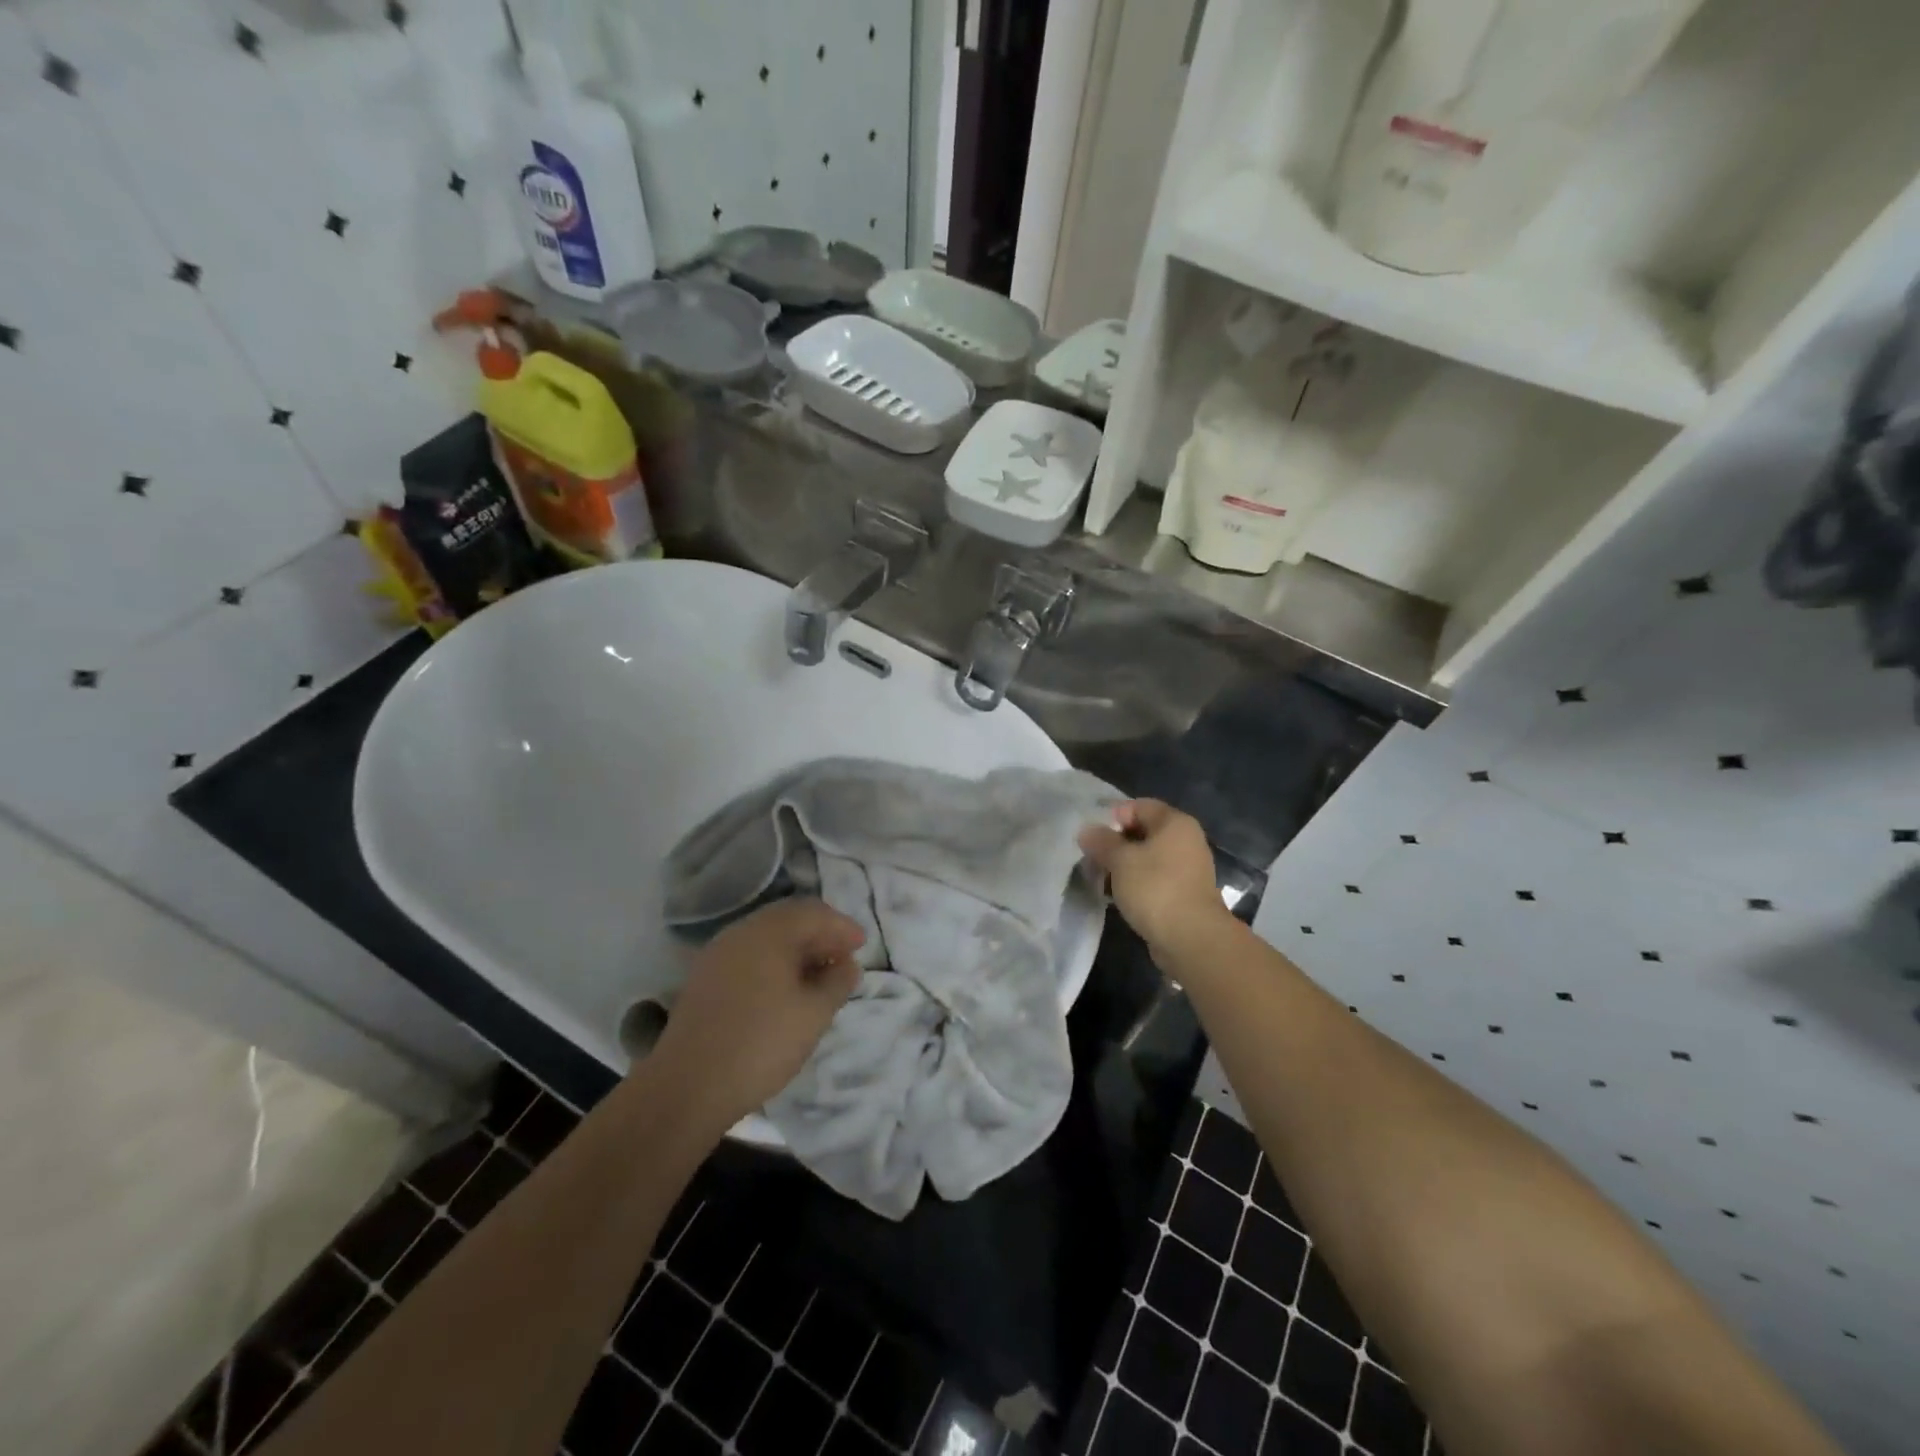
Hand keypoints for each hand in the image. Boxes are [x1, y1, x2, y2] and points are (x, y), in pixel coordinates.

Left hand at [648, 900, 865, 1127]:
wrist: (687, 1087)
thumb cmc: (761, 1044)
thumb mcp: (814, 1014)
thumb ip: (837, 983)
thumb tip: (847, 966)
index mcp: (769, 932)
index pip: (814, 913)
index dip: (842, 927)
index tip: (862, 947)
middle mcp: (741, 933)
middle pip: (788, 920)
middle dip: (820, 936)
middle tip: (843, 959)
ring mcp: (717, 954)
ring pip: (767, 938)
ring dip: (797, 950)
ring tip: (818, 977)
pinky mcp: (704, 979)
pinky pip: (748, 956)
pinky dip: (773, 963)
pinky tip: (785, 990)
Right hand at [1079, 800, 1230, 956]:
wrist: (1191, 939)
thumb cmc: (1155, 888)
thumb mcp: (1120, 860)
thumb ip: (1101, 841)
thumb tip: (1087, 831)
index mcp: (1175, 823)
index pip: (1139, 806)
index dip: (1113, 817)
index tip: (1092, 837)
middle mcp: (1186, 840)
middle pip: (1143, 831)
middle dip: (1115, 843)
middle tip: (1092, 858)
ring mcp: (1188, 869)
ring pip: (1148, 858)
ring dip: (1124, 866)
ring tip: (1101, 879)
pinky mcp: (1185, 894)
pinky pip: (1155, 879)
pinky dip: (1136, 883)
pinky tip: (1118, 896)